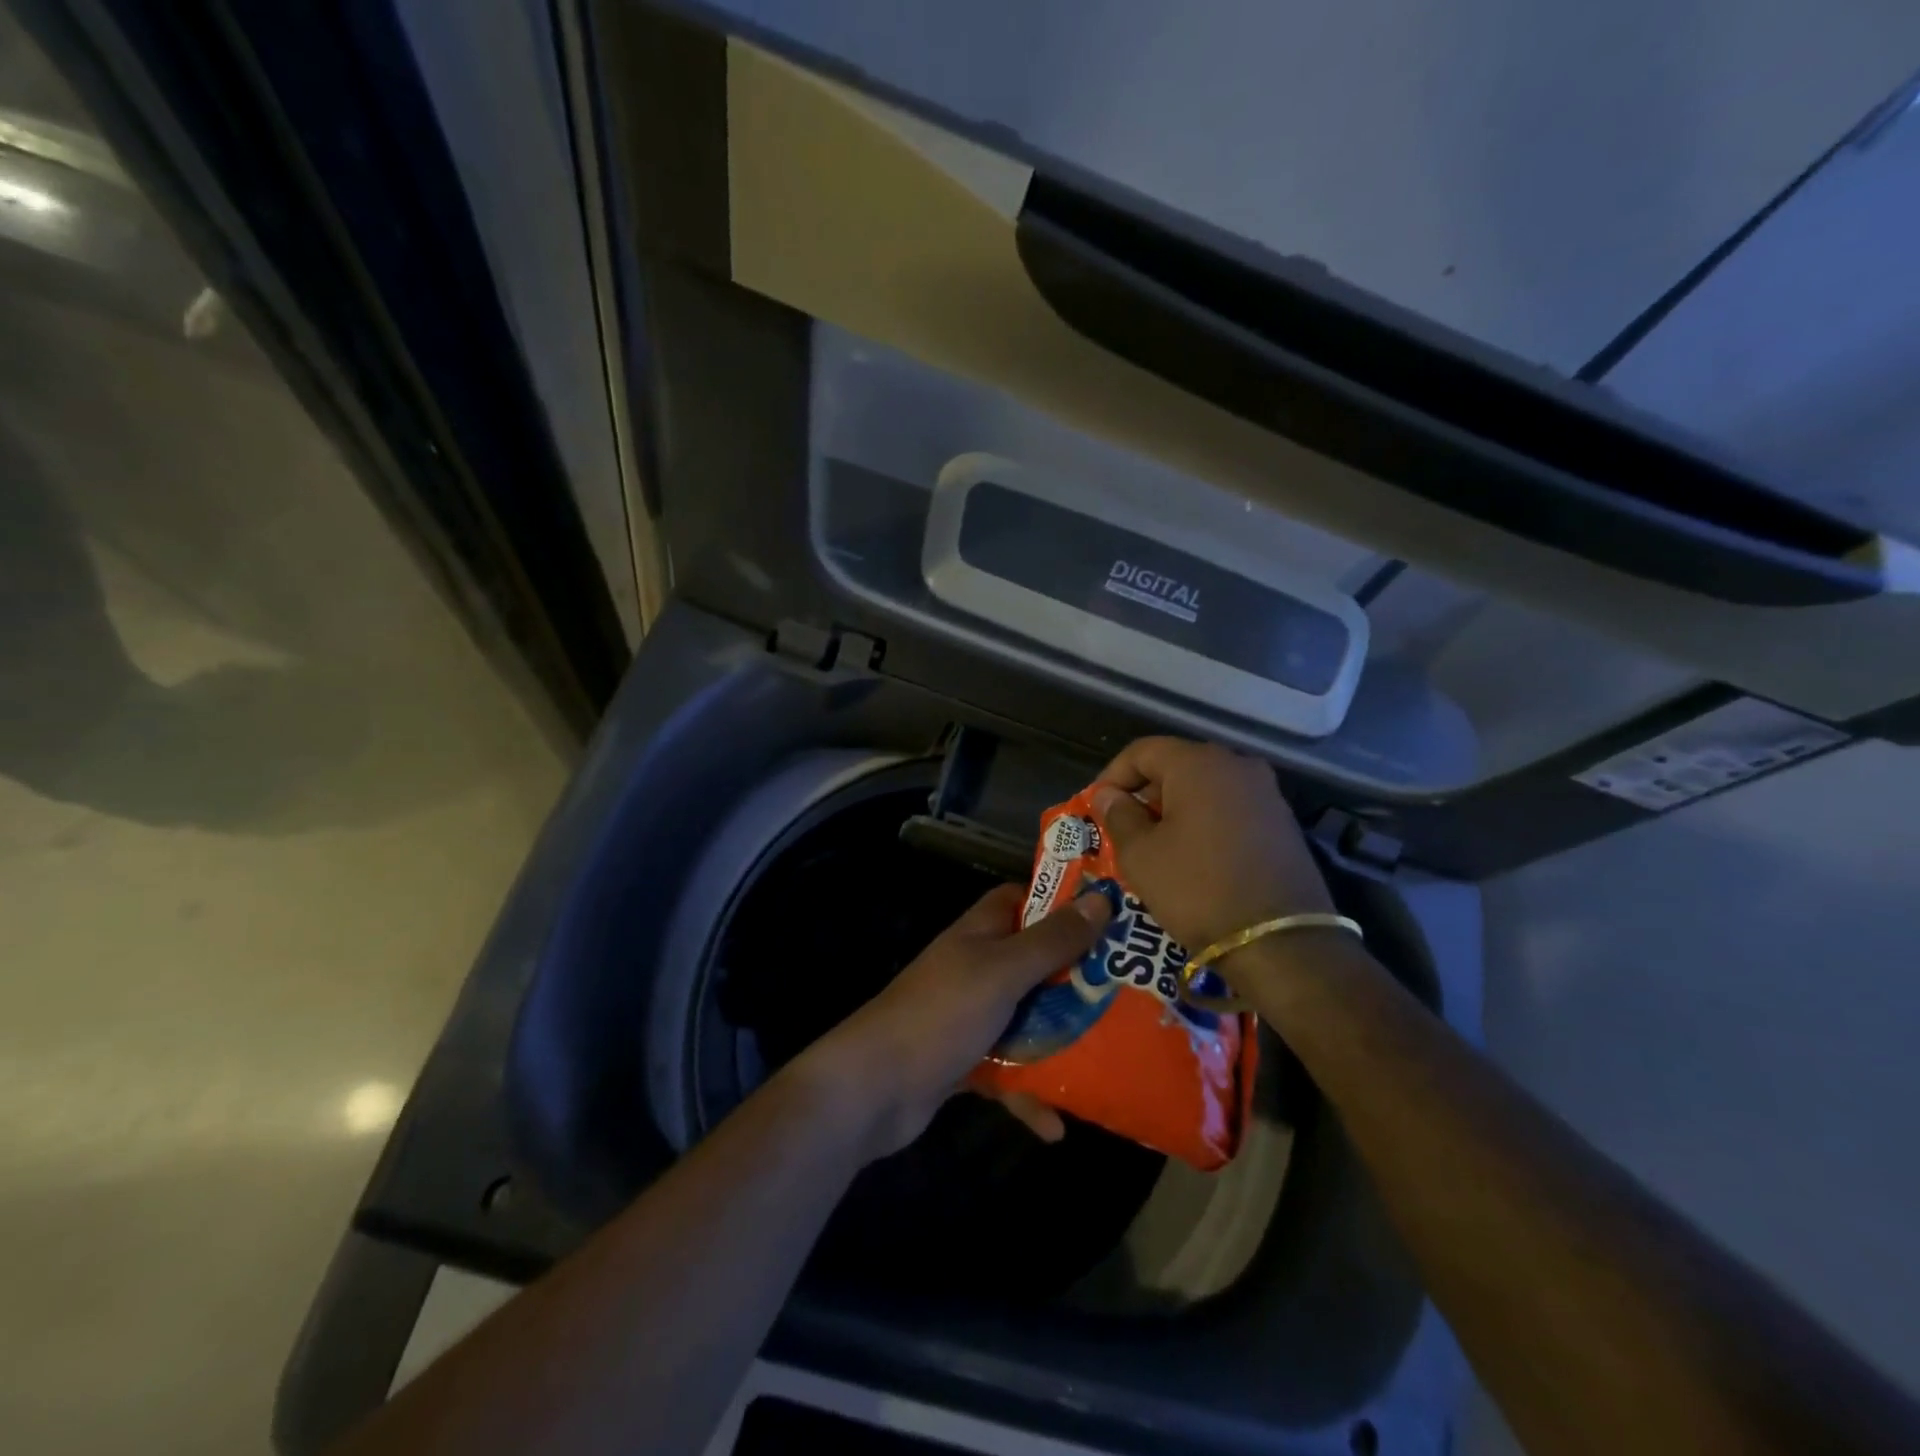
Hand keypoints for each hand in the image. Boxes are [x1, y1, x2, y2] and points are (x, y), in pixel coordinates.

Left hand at [794, 883, 1112, 1160]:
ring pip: (1028, 1018)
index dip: (1061, 903)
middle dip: (1077, 977)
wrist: (873, 1088)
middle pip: (1035, 962)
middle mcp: (976, 967)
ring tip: (1111, 1058)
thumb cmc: (942, 1014)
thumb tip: (1099, 901)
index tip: (1109, 917)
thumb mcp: (1003, 972)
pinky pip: (1009, 1071)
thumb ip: (1051, 941)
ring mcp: (970, 1015)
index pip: (1023, 899)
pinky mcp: (965, 1060)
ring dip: (1061, 1039)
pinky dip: (1031, 1093)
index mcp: (980, 933)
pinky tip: (1057, 1128)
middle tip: (1127, 991)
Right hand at [1090, 736, 1332, 953]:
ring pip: (1205, 788)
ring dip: (1175, 809)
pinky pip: (1231, 809)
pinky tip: (1193, 857)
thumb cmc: (1197, 888)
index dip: (1113, 775)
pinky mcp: (1283, 823)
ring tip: (1155, 845)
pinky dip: (1205, 823)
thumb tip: (1108, 794)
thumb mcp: (1140, 854)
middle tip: (1123, 828)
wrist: (1280, 941)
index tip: (1097, 806)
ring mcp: (1266, 793)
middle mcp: (1237, 766)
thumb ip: (1118, 815)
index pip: (1142, 751)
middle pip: (1177, 765)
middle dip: (1145, 793)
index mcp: (1198, 764)